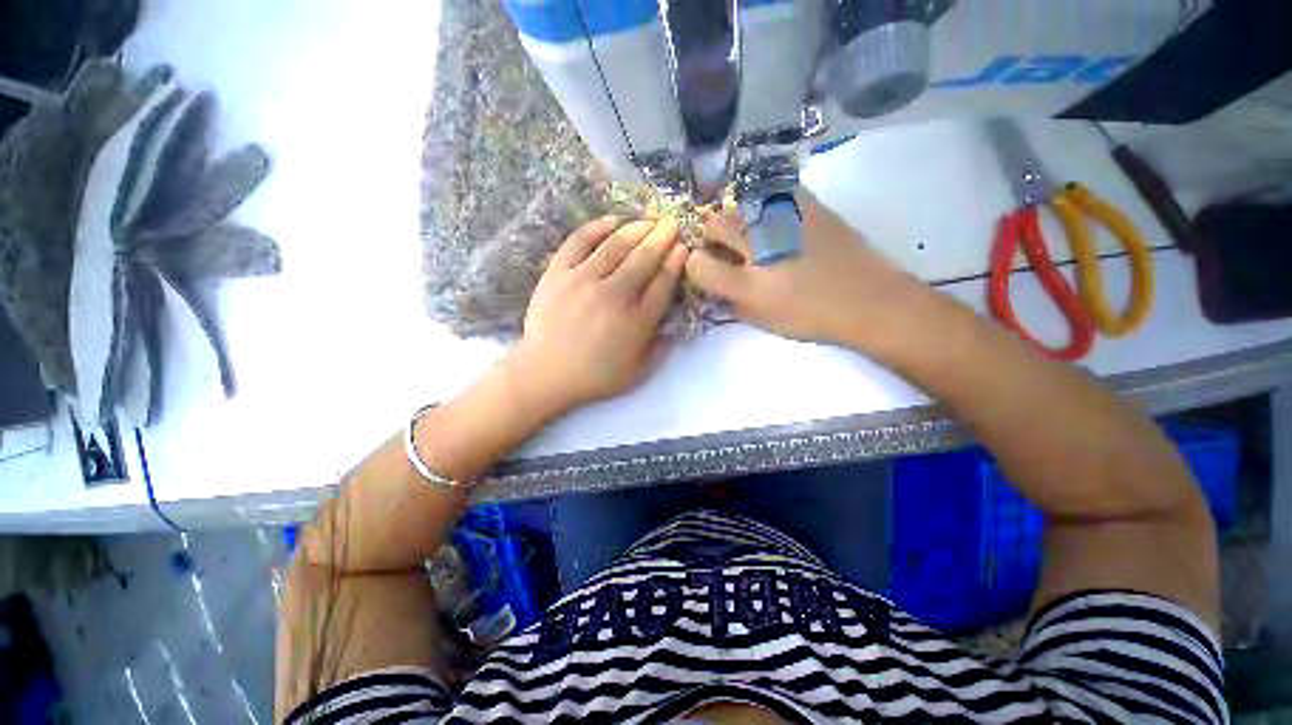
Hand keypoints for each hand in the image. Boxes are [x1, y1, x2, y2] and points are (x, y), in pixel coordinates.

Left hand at [508, 215, 688, 415]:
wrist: (546, 373)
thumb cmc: (595, 376)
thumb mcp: (638, 372)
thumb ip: (661, 348)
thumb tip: (676, 325)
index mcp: (636, 321)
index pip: (663, 283)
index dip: (675, 262)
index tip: (682, 247)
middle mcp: (614, 295)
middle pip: (644, 258)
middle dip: (662, 238)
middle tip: (672, 223)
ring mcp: (583, 280)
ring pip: (616, 245)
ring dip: (636, 229)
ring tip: (648, 222)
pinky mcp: (558, 273)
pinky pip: (579, 241)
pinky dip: (597, 227)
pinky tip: (612, 221)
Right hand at [685, 189, 919, 349]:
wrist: (867, 299)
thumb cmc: (810, 317)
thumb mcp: (761, 320)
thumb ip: (729, 301)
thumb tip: (714, 282)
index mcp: (748, 284)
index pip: (697, 264)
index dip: (695, 265)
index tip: (705, 268)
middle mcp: (760, 246)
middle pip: (714, 223)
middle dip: (711, 236)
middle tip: (726, 249)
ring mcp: (784, 218)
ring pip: (739, 205)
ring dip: (736, 220)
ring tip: (752, 234)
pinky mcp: (807, 203)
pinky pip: (771, 193)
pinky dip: (763, 205)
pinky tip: (775, 220)